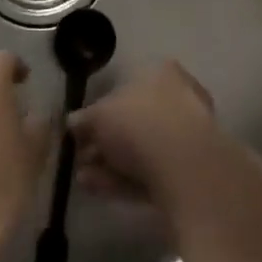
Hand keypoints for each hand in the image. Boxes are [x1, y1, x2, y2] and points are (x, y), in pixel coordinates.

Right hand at [70, 61, 219, 215]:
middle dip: (103, 141)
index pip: (125, 85)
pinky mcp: (188, 172)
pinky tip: (96, 188)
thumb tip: (73, 122)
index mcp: (160, 73)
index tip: (80, 129)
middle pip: (133, 120)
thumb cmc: (138, 123)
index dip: (98, 109)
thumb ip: (84, 119)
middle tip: (79, 157)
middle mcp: (178, 99)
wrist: (184, 167)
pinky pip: (149, 172)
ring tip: (81, 178)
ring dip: (108, 164)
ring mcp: (187, 137)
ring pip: (140, 149)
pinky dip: (122, 179)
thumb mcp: (99, 115)